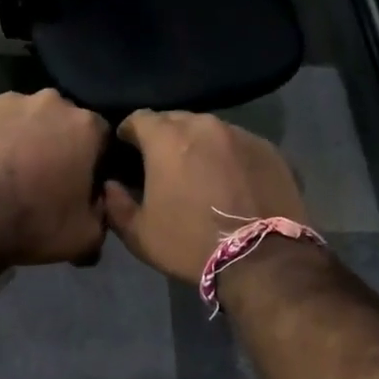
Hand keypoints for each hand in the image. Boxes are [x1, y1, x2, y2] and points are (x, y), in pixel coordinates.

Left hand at [0, 90, 109, 266]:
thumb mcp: (86, 236)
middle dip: (57, 143)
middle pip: (61, 121)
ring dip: (22, 138)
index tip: (81, 182)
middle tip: (43, 177)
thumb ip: (103, 213)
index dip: (93, 160)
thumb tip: (98, 204)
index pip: (101, 137)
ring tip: (6, 172)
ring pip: (23, 117)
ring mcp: (6, 100)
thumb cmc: (32, 224)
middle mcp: (49, 102)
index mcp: (85, 126)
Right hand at [103, 111, 308, 283]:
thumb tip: (110, 185)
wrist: (262, 259)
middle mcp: (204, 125)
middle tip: (162, 163)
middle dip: (164, 136)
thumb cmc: (190, 244)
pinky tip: (230, 179)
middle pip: (175, 119)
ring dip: (198, 144)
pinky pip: (238, 143)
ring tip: (198, 170)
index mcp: (167, 139)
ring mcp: (240, 134)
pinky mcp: (268, 149)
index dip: (129, 132)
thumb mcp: (139, 234)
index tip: (127, 150)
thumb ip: (116, 204)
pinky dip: (228, 155)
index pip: (139, 118)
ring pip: (209, 129)